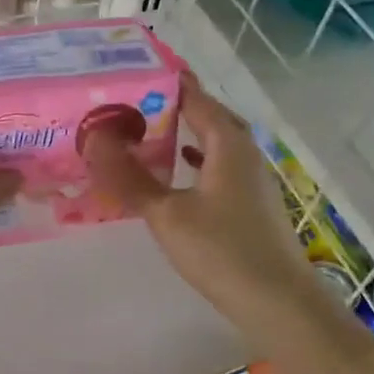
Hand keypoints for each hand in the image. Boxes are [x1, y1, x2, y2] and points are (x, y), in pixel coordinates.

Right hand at [83, 75, 333, 346]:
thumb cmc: (222, 251)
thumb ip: (130, 177)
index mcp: (228, 144)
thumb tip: (95, 139)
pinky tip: (181, 172)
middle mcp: (245, 153)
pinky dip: (198, 161)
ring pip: (217, 143)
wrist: (278, 303)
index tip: (134, 70)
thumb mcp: (167, 214)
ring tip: (152, 131)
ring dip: (187, 134)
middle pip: (210, 117)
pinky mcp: (253, 205)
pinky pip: (221, 167)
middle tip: (137, 102)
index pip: (196, 98)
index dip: (168, 81)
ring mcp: (254, 180)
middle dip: (176, 106)